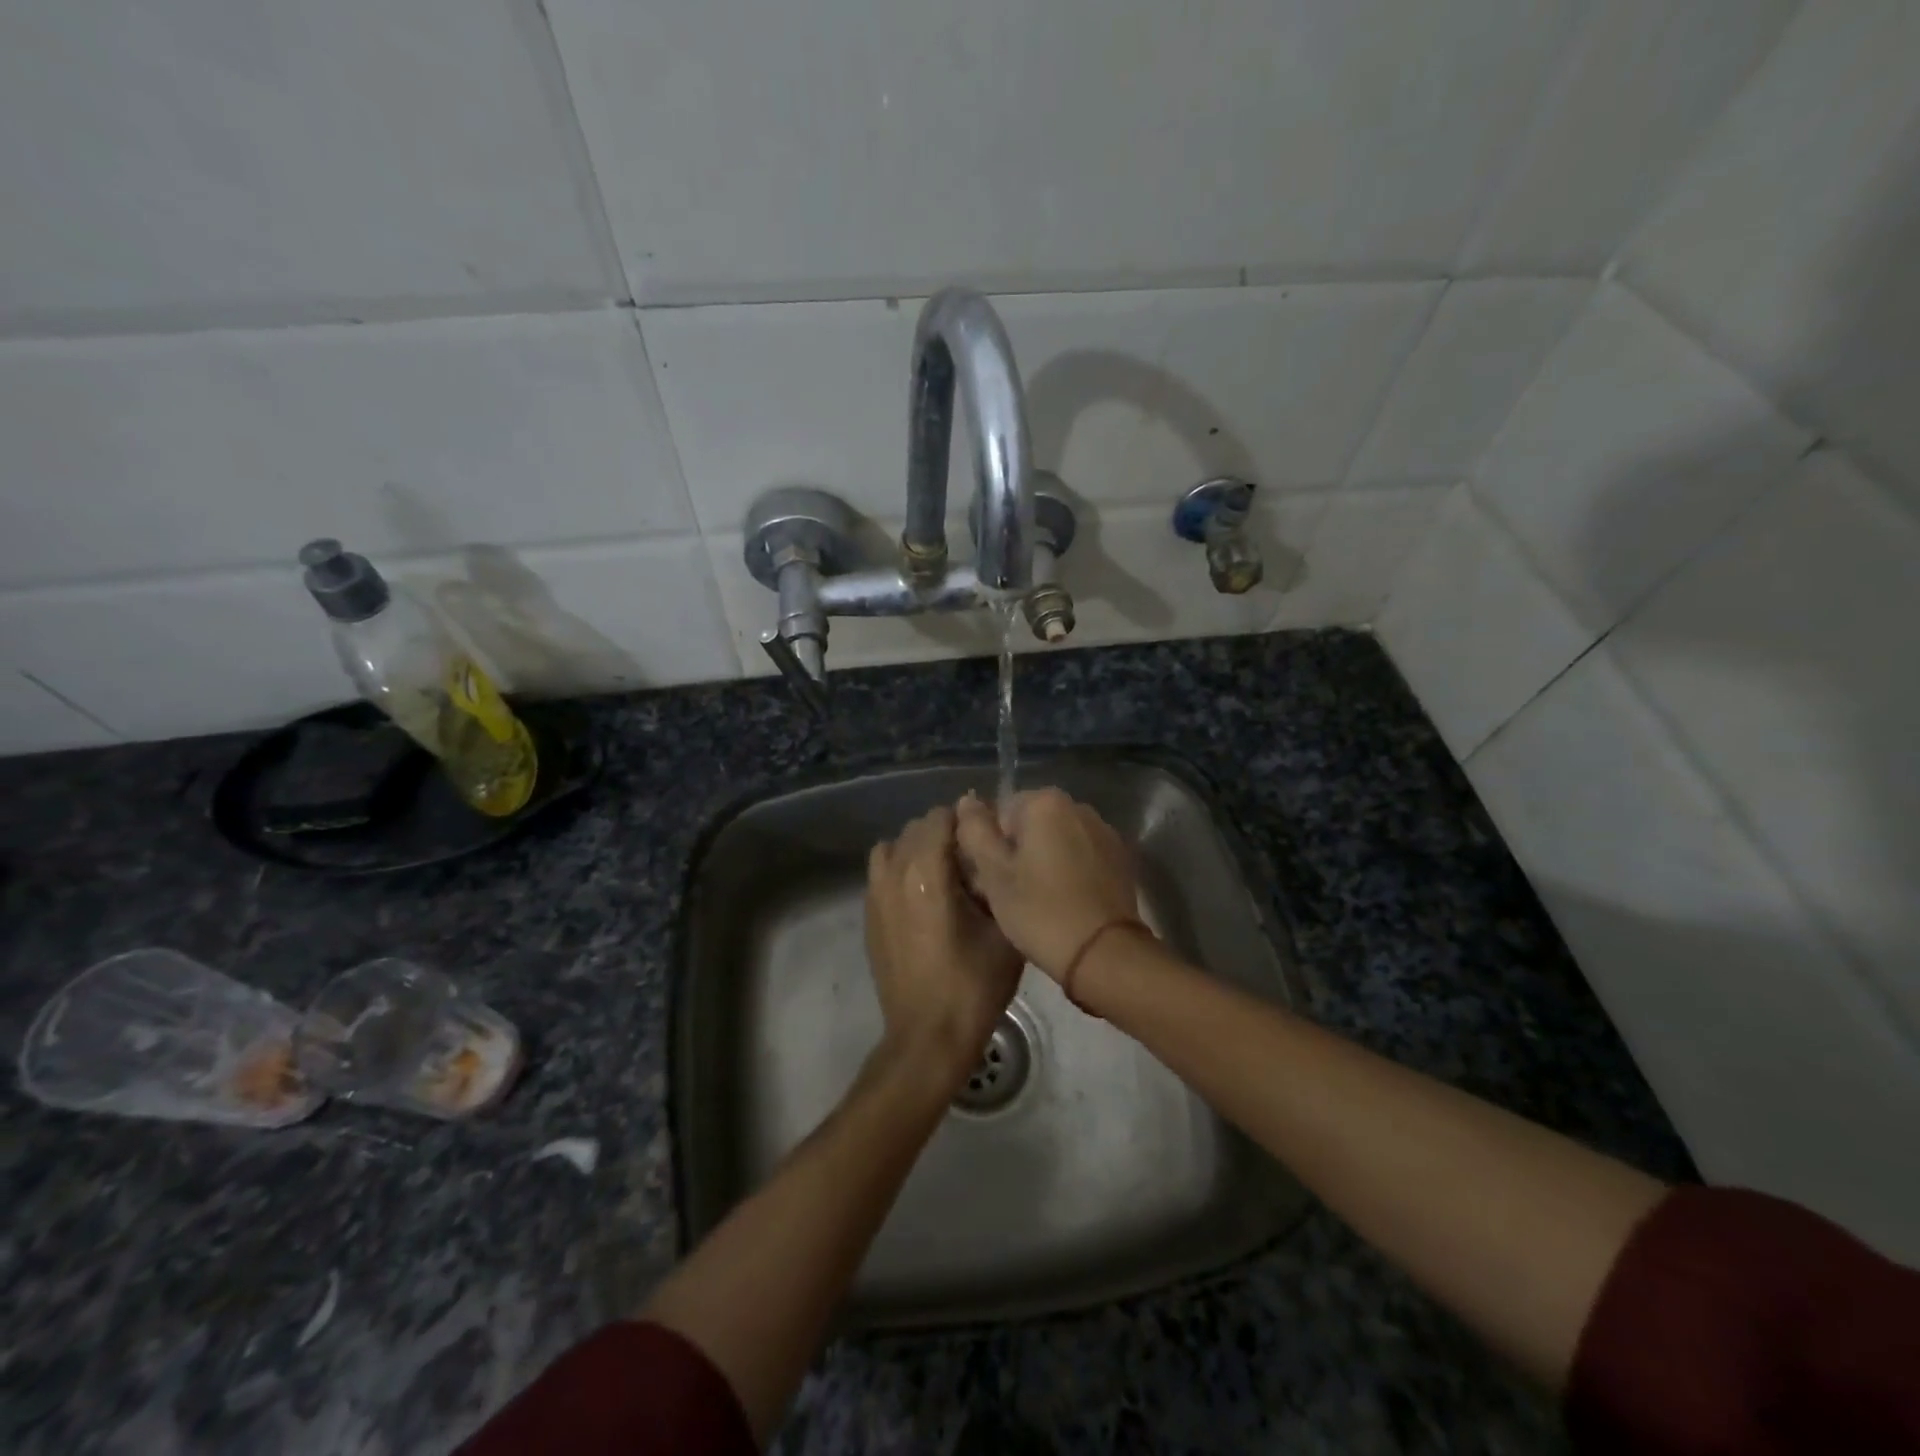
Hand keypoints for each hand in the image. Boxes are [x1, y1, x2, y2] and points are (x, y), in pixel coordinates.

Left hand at [866, 806, 1024, 1087]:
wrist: (928, 1036)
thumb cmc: (973, 985)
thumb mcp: (1004, 930)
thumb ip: (997, 881)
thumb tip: (991, 854)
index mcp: (926, 873)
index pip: (940, 817)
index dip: (967, 821)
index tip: (986, 840)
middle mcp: (893, 875)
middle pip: (916, 828)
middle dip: (944, 834)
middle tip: (972, 860)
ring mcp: (874, 896)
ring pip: (893, 847)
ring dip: (918, 850)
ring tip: (944, 876)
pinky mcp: (868, 916)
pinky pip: (881, 873)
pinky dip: (901, 871)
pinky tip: (924, 899)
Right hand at [954, 789, 1139, 980]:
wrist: (1104, 953)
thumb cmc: (1040, 910)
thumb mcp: (993, 873)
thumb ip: (974, 830)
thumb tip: (967, 801)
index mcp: (1045, 802)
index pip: (1001, 812)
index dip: (991, 846)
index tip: (993, 879)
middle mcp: (1079, 807)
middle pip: (1032, 824)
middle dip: (1019, 851)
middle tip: (1011, 893)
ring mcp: (1104, 832)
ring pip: (1058, 840)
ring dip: (1045, 861)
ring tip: (1039, 901)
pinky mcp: (1121, 859)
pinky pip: (1082, 856)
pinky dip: (1070, 872)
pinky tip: (1066, 902)